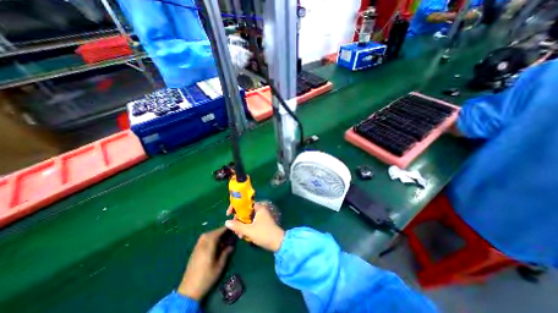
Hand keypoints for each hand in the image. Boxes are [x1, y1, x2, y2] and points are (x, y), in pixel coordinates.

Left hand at [178, 228, 231, 300]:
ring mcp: (197, 248)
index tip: (231, 227)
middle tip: (227, 233)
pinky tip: (213, 243)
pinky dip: (209, 238)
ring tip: (221, 237)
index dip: (224, 229)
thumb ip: (226, 253)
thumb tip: (231, 245)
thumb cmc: (207, 278)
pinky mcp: (194, 252)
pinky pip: (202, 240)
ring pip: (206, 236)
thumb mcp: (220, 266)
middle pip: (211, 233)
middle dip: (219, 231)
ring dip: (214, 234)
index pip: (217, 233)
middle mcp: (202, 245)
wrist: (188, 291)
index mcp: (208, 247)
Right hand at [224, 203, 284, 250]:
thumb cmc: (264, 234)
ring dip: (241, 225)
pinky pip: (251, 223)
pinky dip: (246, 228)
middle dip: (238, 220)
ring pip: (247, 218)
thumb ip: (237, 226)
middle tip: (234, 228)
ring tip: (239, 235)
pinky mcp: (261, 223)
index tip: (228, 214)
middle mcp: (260, 210)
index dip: (235, 207)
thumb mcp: (249, 230)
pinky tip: (243, 236)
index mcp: (258, 208)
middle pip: (245, 211)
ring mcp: (261, 217)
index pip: (244, 203)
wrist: (278, 242)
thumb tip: (227, 222)